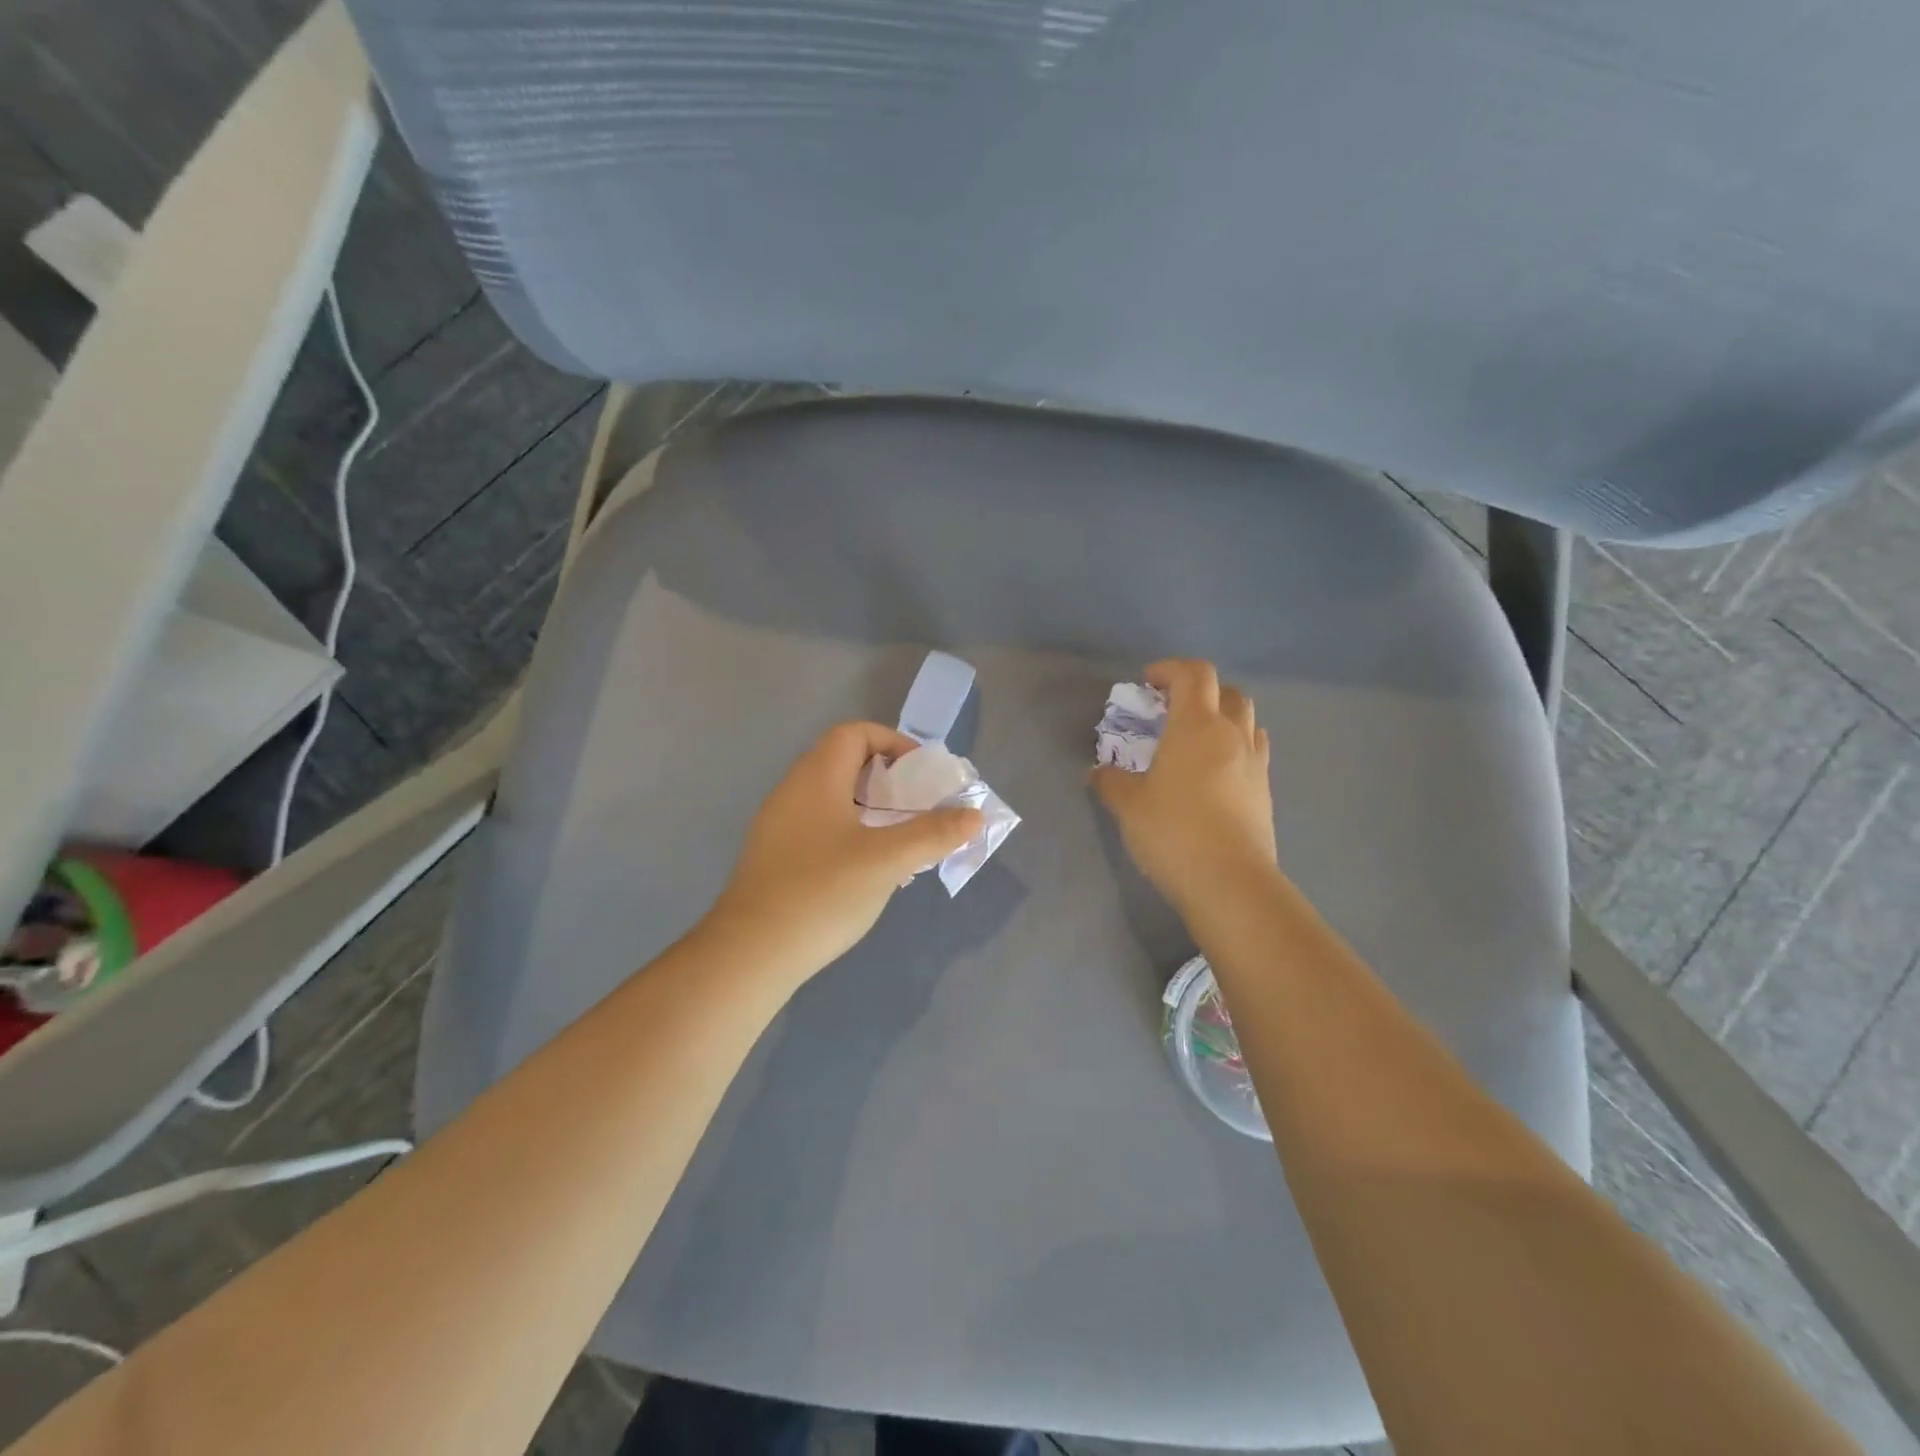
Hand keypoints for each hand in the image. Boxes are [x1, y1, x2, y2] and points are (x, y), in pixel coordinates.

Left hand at [706, 722, 984, 982]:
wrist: (751, 954)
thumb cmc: (822, 893)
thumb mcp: (887, 860)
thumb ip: (933, 833)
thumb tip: (974, 815)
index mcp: (816, 777)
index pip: (855, 733)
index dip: (894, 743)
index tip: (923, 775)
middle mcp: (793, 791)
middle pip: (845, 762)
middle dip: (889, 779)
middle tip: (919, 807)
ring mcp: (779, 825)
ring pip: (833, 797)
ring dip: (872, 808)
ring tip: (902, 837)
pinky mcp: (776, 856)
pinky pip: (821, 826)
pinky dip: (852, 831)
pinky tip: (870, 868)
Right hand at [1091, 659, 1277, 914]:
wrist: (1230, 882)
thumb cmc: (1173, 832)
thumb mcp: (1128, 806)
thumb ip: (1111, 782)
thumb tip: (1099, 772)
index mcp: (1196, 726)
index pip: (1194, 675)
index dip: (1170, 670)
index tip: (1147, 683)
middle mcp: (1231, 735)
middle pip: (1227, 691)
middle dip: (1199, 691)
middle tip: (1171, 710)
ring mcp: (1254, 763)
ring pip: (1246, 720)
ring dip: (1222, 717)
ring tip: (1195, 739)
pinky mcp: (1265, 791)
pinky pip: (1253, 751)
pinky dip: (1234, 747)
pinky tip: (1214, 773)